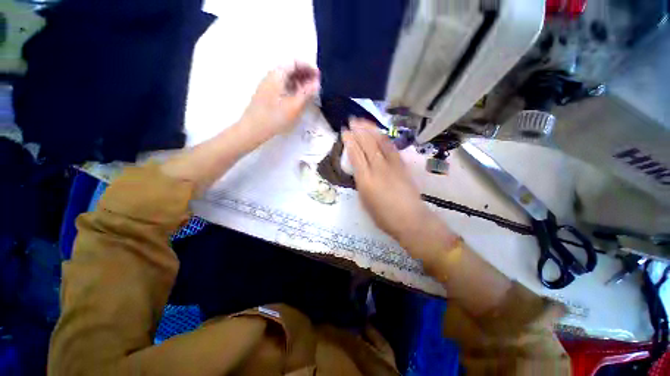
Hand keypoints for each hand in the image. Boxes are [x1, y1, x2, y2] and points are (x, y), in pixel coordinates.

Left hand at [241, 62, 319, 140]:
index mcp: (277, 75)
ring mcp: (268, 85)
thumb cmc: (275, 117)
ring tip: (310, 91)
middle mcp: (272, 76)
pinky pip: (283, 86)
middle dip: (305, 74)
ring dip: (299, 82)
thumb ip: (307, 93)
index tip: (319, 76)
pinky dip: (293, 88)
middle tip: (316, 84)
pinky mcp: (267, 94)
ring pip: (286, 78)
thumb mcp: (294, 106)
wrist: (253, 128)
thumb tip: (317, 83)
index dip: (308, 67)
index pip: (295, 63)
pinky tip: (298, 97)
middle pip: (290, 69)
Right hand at [342, 119, 454, 256]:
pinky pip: (391, 147)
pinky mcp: (402, 165)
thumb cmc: (384, 216)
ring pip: (380, 142)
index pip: (356, 155)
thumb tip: (359, 170)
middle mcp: (378, 169)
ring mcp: (392, 165)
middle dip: (358, 130)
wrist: (411, 220)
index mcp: (365, 181)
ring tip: (363, 121)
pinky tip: (379, 133)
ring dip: (370, 129)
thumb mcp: (365, 202)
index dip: (349, 142)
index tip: (344, 132)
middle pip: (367, 144)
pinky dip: (383, 137)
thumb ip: (361, 183)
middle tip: (351, 121)